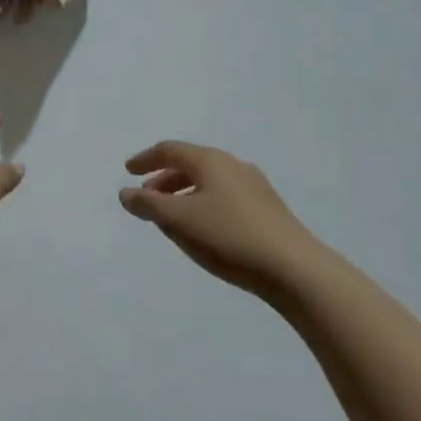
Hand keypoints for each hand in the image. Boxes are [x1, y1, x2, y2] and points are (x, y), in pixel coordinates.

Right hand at [118, 141, 324, 299]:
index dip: (145, 159)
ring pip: (209, 181)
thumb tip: (126, 193)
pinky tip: (203, 228)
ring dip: (184, 193)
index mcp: (210, 161)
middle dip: (164, 178)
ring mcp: (255, 187)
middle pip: (191, 164)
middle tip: (147, 197)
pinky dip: (203, 203)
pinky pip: (225, 196)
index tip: (128, 171)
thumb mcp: (178, 221)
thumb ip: (148, 205)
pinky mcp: (268, 209)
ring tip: (171, 216)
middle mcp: (233, 166)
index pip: (170, 150)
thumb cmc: (228, 237)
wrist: (295, 269)